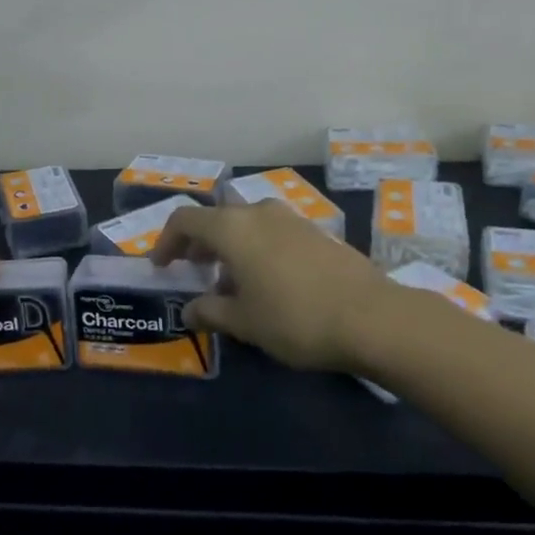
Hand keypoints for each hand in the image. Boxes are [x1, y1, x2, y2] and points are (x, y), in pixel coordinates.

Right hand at [152, 200, 391, 372]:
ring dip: (230, 248)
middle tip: (193, 271)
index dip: (166, 241)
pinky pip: (272, 232)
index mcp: (232, 228)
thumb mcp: (244, 322)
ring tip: (231, 284)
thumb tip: (189, 311)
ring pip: (246, 225)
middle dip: (199, 244)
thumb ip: (210, 312)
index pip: (185, 220)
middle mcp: (258, 212)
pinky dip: (257, 249)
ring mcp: (290, 218)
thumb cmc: (295, 318)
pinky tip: (268, 283)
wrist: (372, 317)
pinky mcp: (316, 231)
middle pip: (216, 219)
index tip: (162, 266)